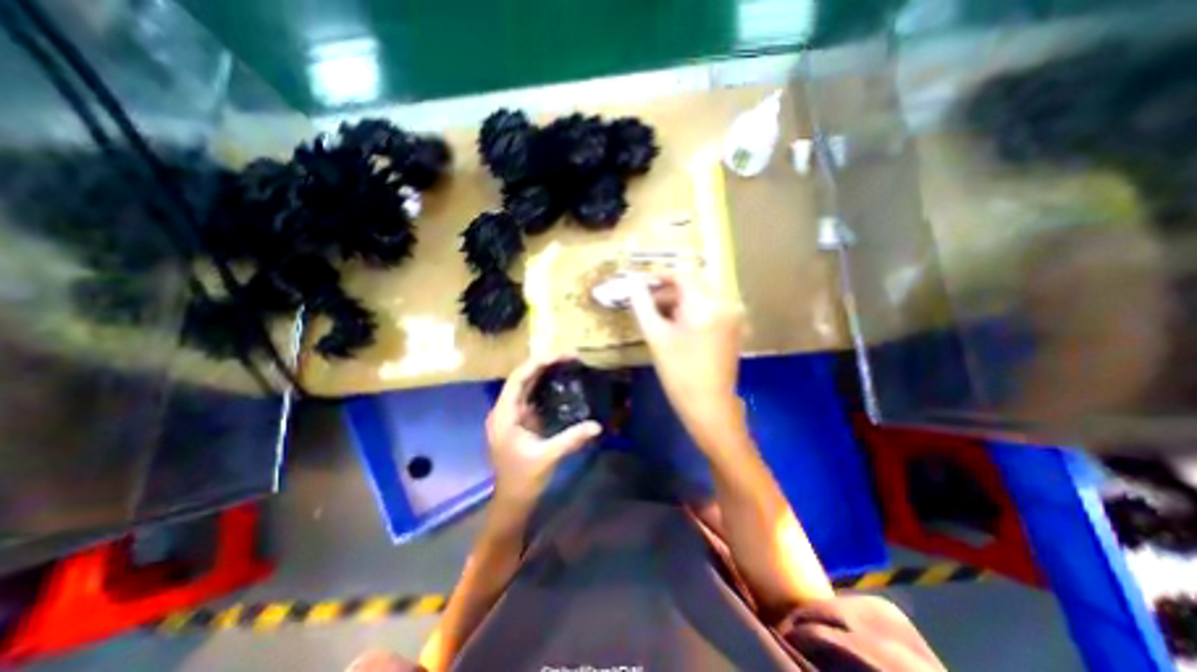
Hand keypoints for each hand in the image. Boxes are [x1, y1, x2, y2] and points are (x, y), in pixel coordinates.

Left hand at [483, 353, 602, 505]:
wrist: (512, 500)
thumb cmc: (524, 479)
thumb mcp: (548, 456)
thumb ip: (572, 439)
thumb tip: (597, 426)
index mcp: (504, 415)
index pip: (518, 379)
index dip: (537, 364)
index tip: (558, 356)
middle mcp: (504, 411)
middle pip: (521, 379)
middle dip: (543, 364)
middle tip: (568, 356)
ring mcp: (511, 415)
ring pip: (525, 386)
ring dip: (543, 373)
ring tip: (565, 363)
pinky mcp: (519, 421)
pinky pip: (530, 397)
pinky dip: (543, 386)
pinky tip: (558, 382)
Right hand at [629, 277, 744, 432]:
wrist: (709, 406)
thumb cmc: (679, 373)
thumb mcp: (656, 337)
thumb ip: (643, 305)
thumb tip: (633, 283)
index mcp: (706, 305)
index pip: (682, 276)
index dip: (659, 276)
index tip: (641, 282)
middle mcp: (725, 304)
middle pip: (693, 285)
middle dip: (668, 291)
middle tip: (646, 303)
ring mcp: (732, 317)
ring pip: (701, 297)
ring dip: (679, 302)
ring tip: (659, 317)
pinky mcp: (734, 328)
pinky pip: (710, 309)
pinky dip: (692, 312)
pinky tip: (678, 326)